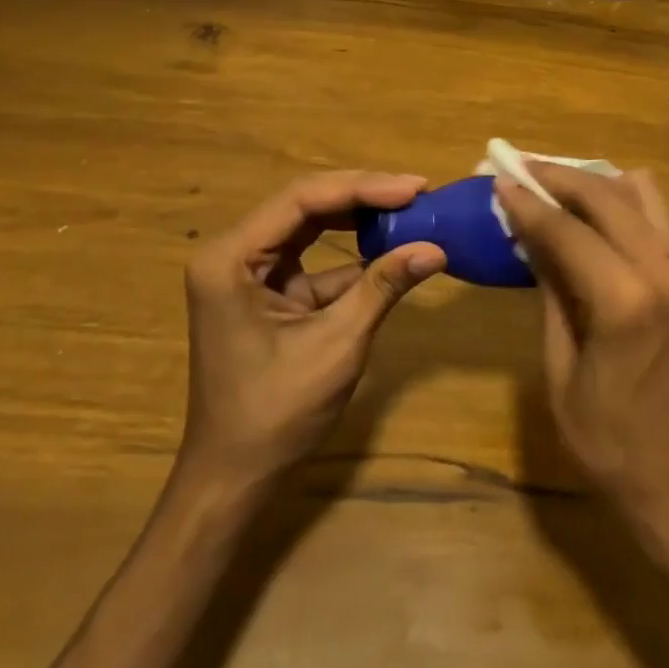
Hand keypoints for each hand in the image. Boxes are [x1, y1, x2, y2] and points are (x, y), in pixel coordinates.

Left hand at [177, 170, 444, 491]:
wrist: (234, 480)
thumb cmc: (276, 414)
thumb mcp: (337, 344)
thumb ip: (383, 286)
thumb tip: (437, 248)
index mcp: (231, 258)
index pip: (302, 199)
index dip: (361, 188)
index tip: (413, 188)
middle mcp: (234, 253)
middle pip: (305, 203)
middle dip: (363, 195)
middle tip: (417, 191)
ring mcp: (249, 271)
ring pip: (311, 224)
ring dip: (359, 217)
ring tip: (410, 207)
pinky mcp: (267, 291)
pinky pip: (313, 257)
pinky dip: (352, 254)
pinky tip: (391, 248)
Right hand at [495, 163, 668, 612]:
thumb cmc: (615, 447)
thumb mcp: (563, 374)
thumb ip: (552, 295)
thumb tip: (533, 239)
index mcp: (625, 300)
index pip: (567, 230)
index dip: (528, 203)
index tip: (498, 179)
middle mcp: (663, 268)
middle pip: (605, 193)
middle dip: (558, 177)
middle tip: (519, 169)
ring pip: (638, 191)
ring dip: (593, 182)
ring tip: (553, 188)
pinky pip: (654, 215)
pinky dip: (619, 201)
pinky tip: (590, 217)